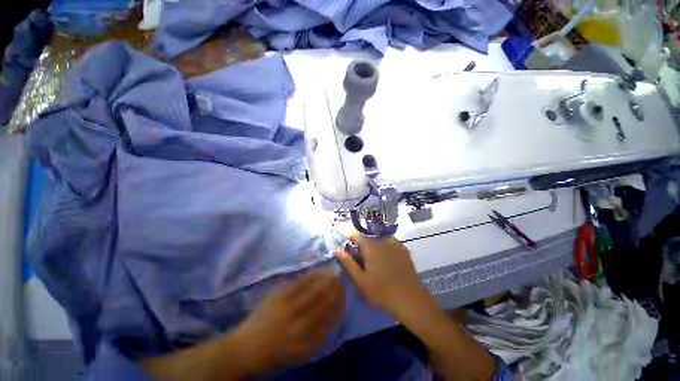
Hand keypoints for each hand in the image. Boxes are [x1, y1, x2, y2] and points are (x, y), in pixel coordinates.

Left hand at [231, 270, 344, 374]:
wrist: (244, 350)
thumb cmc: (273, 356)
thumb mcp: (299, 355)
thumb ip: (317, 338)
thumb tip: (332, 318)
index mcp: (305, 342)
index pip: (329, 319)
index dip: (339, 305)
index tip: (345, 296)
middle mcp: (298, 325)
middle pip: (323, 302)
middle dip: (335, 290)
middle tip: (342, 280)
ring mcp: (287, 308)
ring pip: (313, 290)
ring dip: (325, 280)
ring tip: (334, 272)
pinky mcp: (278, 296)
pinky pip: (298, 283)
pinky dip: (311, 276)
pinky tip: (318, 271)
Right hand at [334, 233, 433, 321]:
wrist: (410, 300)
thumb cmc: (381, 292)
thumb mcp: (360, 280)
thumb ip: (348, 262)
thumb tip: (336, 249)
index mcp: (371, 247)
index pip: (356, 234)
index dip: (348, 233)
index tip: (342, 235)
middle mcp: (382, 241)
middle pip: (367, 236)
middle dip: (360, 242)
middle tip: (357, 254)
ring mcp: (395, 244)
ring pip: (379, 239)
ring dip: (372, 243)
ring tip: (371, 257)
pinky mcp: (403, 250)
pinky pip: (389, 242)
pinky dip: (383, 245)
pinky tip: (385, 257)